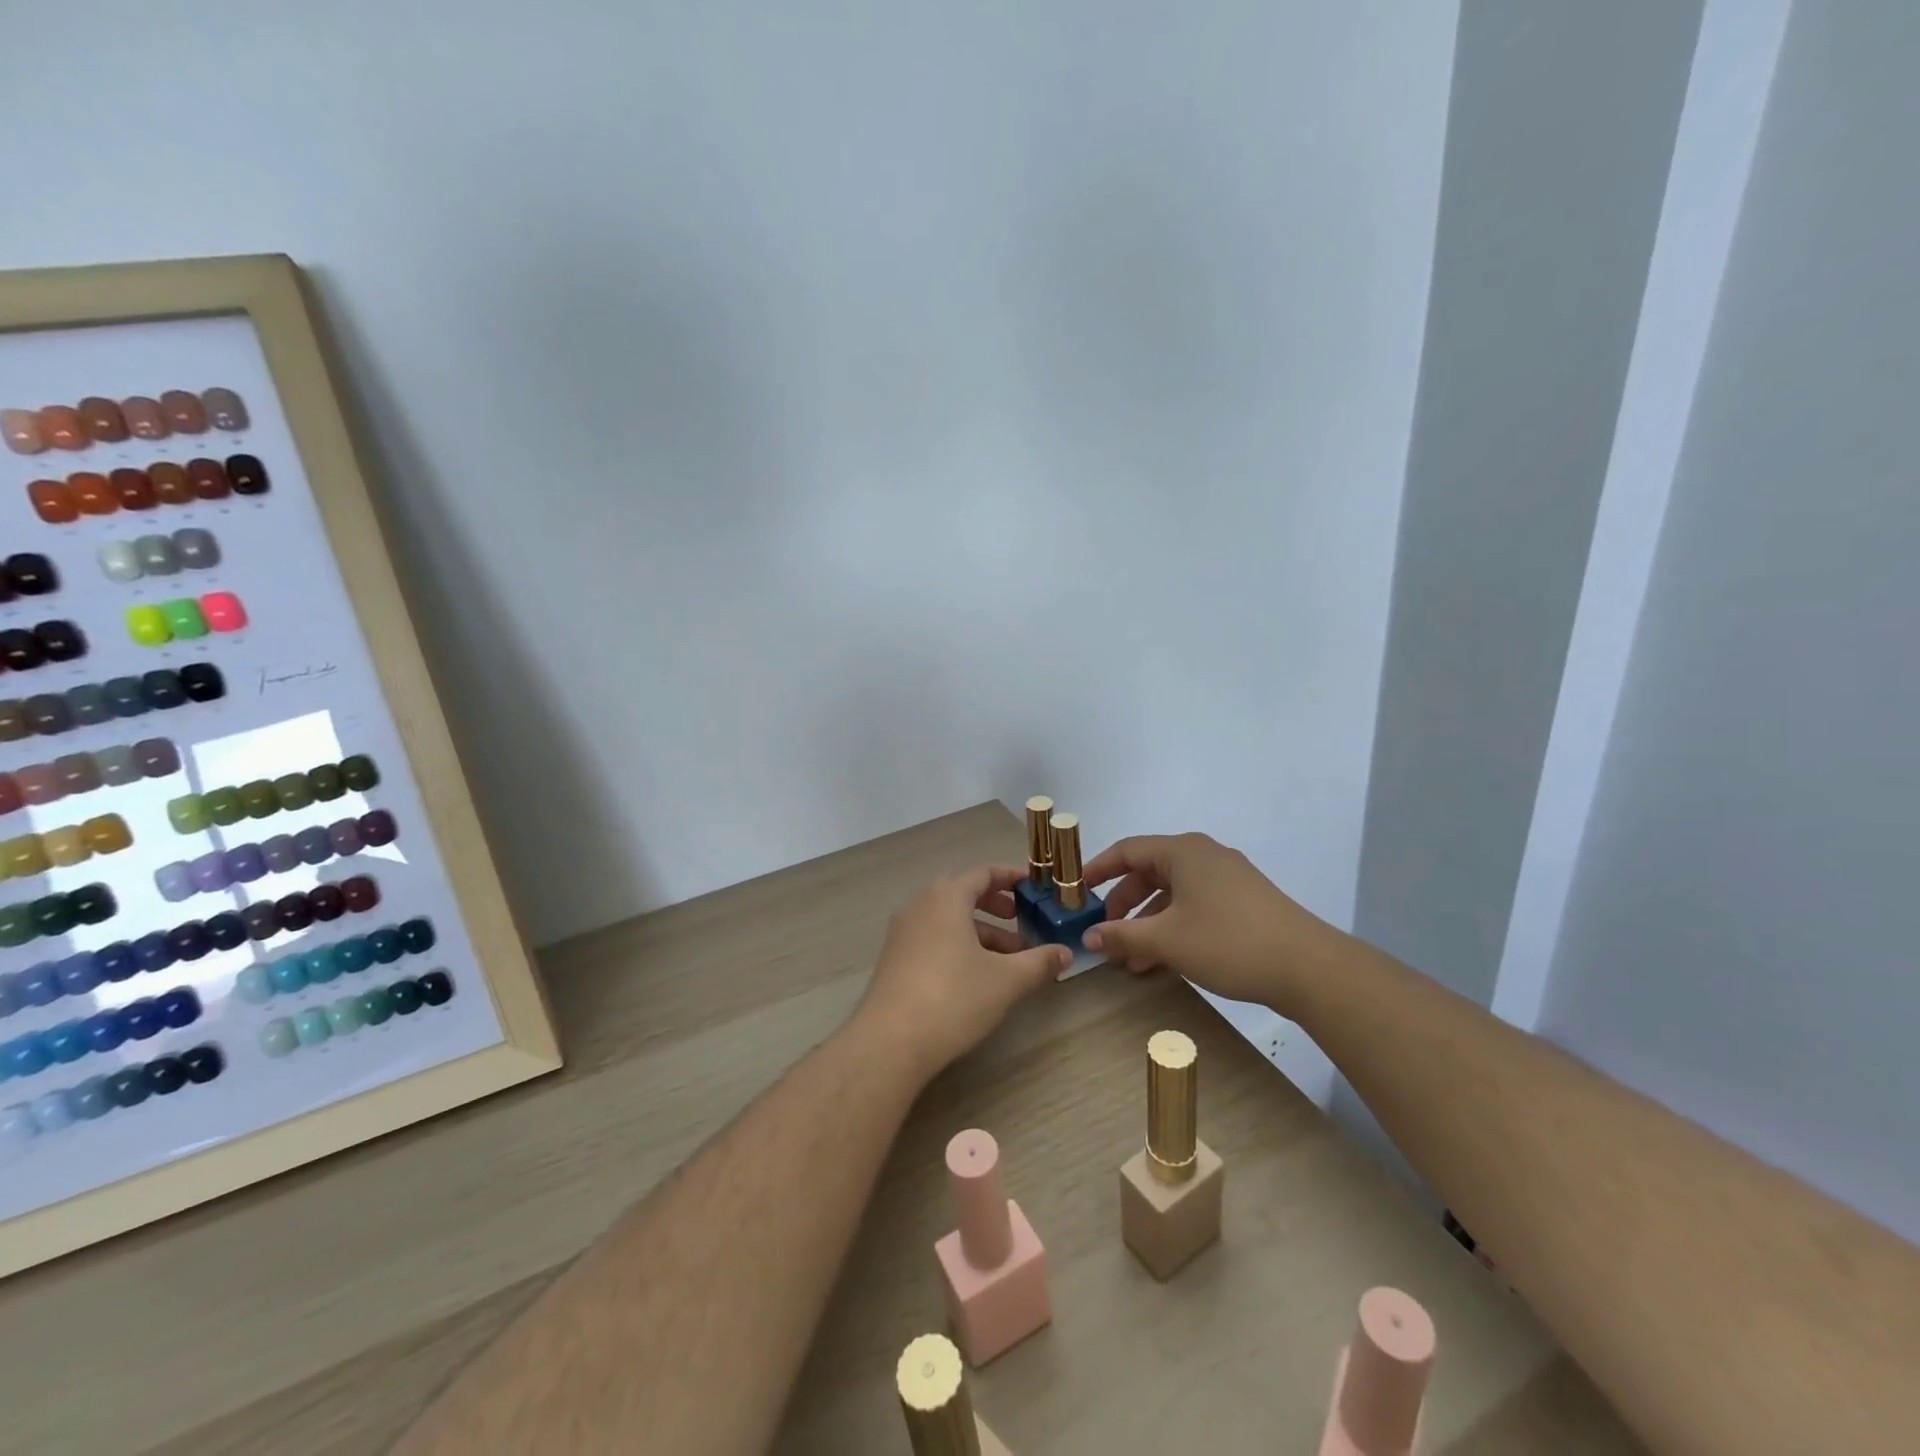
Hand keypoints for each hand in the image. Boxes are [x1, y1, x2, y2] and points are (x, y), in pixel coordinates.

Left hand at [855, 865, 1069, 1076]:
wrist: (891, 1041)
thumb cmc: (954, 997)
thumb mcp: (1007, 980)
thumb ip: (1039, 962)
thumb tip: (1065, 953)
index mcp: (946, 897)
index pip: (982, 873)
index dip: (1010, 877)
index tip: (1033, 886)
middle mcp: (920, 905)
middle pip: (962, 892)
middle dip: (995, 904)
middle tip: (1020, 919)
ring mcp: (903, 932)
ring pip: (948, 919)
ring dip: (980, 930)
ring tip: (1009, 958)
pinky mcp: (894, 959)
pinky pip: (933, 937)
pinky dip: (959, 944)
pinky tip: (977, 975)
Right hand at [1081, 833, 1335, 1014]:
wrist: (1308, 967)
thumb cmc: (1228, 941)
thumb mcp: (1166, 940)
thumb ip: (1122, 935)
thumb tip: (1088, 936)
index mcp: (1183, 851)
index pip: (1127, 850)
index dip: (1097, 869)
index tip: (1076, 890)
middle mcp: (1203, 856)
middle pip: (1149, 872)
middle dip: (1124, 905)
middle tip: (1106, 932)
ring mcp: (1227, 878)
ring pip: (1173, 894)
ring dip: (1148, 923)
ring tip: (1131, 960)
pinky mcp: (1243, 902)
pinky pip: (1195, 906)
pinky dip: (1173, 927)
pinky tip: (1163, 961)